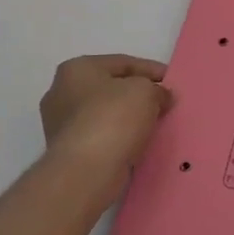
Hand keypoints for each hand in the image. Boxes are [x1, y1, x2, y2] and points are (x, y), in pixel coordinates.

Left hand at [39, 54, 172, 203]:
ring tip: (156, 123)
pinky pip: (102, 135)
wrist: (86, 171)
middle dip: (138, 94)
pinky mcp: (68, 149)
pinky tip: (139, 141)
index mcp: (76, 69)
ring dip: (130, 117)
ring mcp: (61, 123)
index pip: (123, 63)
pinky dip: (120, 136)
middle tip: (164, 101)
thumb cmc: (113, 118)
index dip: (152, 70)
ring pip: (106, 113)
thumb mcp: (146, 91)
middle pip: (112, 88)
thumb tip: (160, 97)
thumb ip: (157, 89)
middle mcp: (61, 92)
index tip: (172, 81)